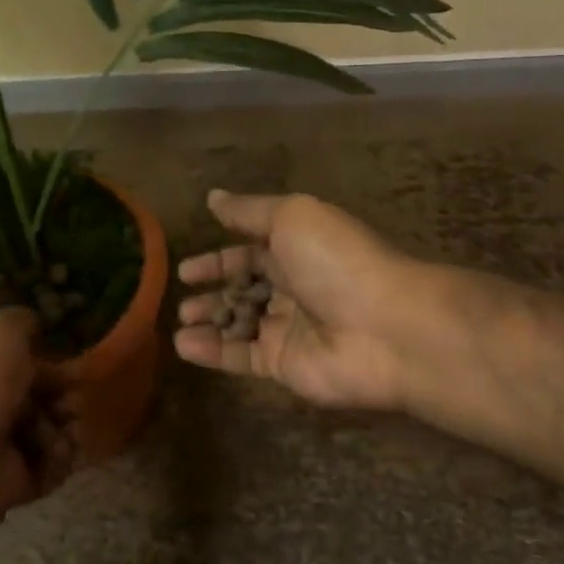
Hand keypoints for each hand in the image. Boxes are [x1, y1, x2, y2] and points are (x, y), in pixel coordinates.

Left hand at [0, 308, 71, 537]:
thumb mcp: (2, 327)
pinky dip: (61, 458)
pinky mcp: (15, 486)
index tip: (76, 364)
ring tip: (66, 422)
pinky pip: (52, 469)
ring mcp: (2, 449)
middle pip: (44, 400)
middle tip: (71, 398)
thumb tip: (41, 327)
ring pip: (53, 433)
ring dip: (67, 425)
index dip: (55, 363)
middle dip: (66, 396)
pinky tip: (57, 447)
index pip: (28, 366)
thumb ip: (26, 322)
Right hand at [174, 190, 429, 411]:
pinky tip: (184, 346)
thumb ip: (249, 211)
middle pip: (245, 291)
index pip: (250, 254)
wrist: (384, 327)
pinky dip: (213, 353)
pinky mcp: (285, 365)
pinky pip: (242, 357)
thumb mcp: (291, 217)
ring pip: (240, 325)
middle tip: (181, 299)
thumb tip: (213, 198)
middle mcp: (293, 288)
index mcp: (297, 250)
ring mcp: (290, 329)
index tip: (185, 269)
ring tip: (179, 322)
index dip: (218, 260)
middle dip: (213, 293)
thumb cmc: (336, 262)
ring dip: (209, 322)